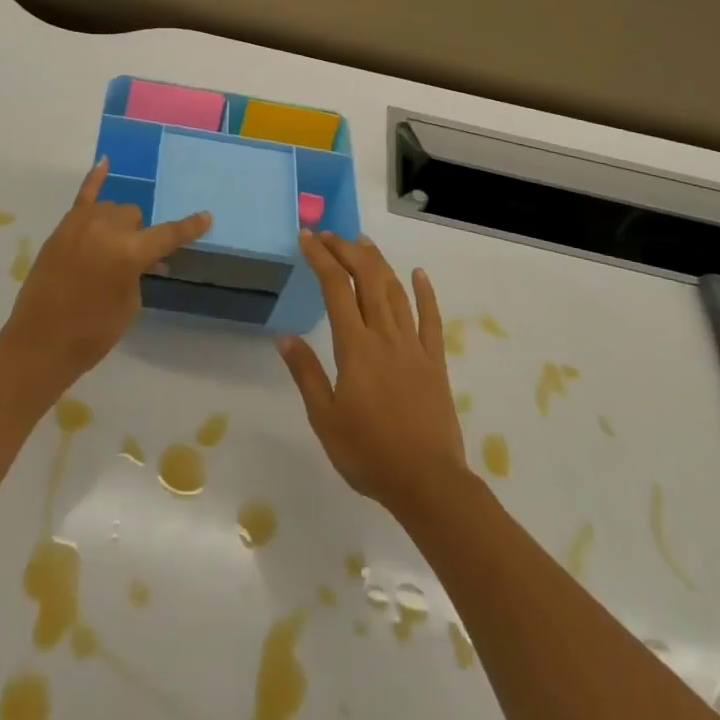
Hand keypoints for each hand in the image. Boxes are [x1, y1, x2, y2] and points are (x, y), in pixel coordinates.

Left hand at [0, 159, 211, 388]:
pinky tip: (104, 162)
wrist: (39, 343)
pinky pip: (83, 196)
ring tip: (111, 246)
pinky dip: (95, 178)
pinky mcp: (62, 228)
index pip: (168, 235)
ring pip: (111, 208)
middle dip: (137, 234)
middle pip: (133, 216)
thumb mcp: (129, 304)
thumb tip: (141, 257)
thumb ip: (138, 272)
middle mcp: (107, 229)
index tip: (206, 217)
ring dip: (117, 224)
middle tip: (132, 260)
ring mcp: (81, 224)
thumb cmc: (92, 332)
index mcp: (129, 252)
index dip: (189, 228)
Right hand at [278, 232, 468, 515]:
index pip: (335, 288)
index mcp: (355, 347)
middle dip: (347, 250)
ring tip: (363, 242)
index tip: (307, 237)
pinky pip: (430, 319)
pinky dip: (425, 292)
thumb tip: (284, 337)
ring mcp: (413, 345)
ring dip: (378, 262)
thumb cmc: (369, 453)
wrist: (428, 483)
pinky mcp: (435, 361)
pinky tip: (419, 273)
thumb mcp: (324, 418)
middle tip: (330, 236)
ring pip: (395, 290)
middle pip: (367, 278)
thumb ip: (306, 374)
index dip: (321, 257)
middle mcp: (384, 335)